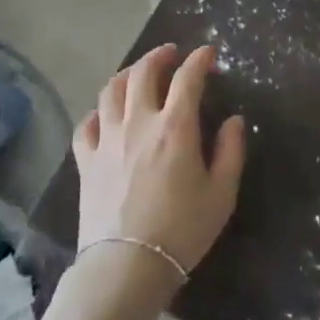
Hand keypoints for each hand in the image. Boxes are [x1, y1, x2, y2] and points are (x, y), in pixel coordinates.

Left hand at [73, 44, 246, 280]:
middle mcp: (138, 122)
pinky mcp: (86, 161)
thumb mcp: (221, 194)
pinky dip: (97, 112)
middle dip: (159, 56)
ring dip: (126, 74)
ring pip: (110, 90)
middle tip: (172, 54)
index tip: (209, 54)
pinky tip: (105, 115)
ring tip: (137, 73)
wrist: (127, 266)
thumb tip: (234, 120)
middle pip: (143, 73)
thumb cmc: (182, 230)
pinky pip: (86, 125)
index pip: (188, 77)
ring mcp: (107, 139)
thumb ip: (230, 151)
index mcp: (175, 126)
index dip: (200, 59)